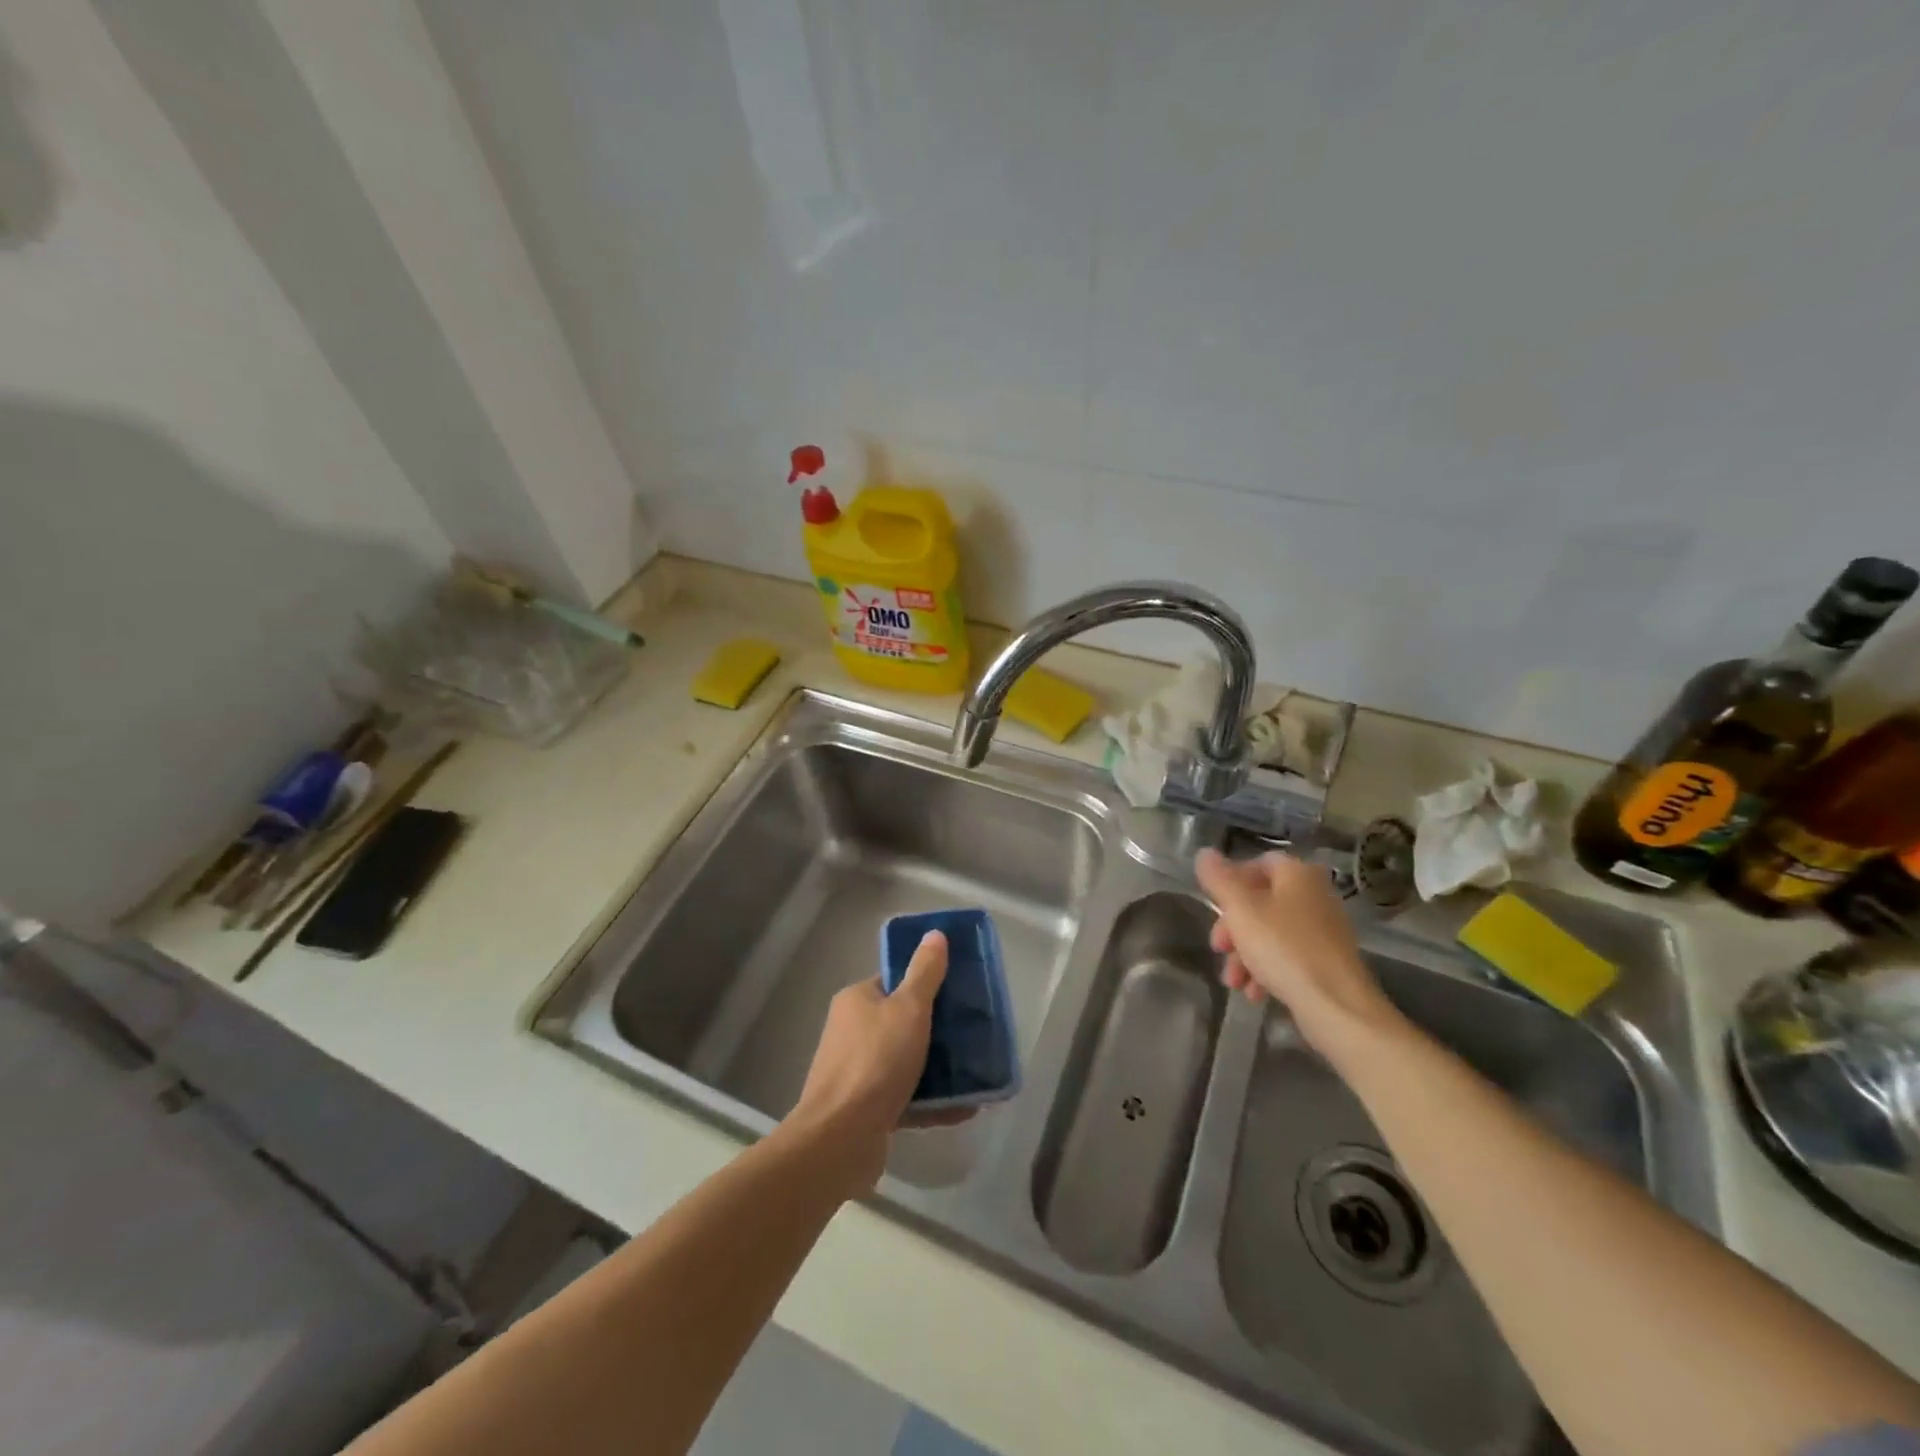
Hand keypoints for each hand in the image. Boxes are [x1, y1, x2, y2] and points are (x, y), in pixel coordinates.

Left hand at [786, 930, 961, 1192]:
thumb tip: (934, 933)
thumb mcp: (908, 1009)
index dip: (925, 983)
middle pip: (901, 1022)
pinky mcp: (864, 1110)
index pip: (893, 982)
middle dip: (936, 1029)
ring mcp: (856, 1073)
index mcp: (856, 1001)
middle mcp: (852, 1033)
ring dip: (937, 1068)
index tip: (957, 991)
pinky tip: (964, 1108)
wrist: (840, 1139)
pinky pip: (905, 1098)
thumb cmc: (876, 1062)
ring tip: (974, 1071)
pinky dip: (931, 1101)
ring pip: (905, 1062)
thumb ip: (925, 973)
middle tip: (971, 1032)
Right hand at [1194, 849, 1403, 1057]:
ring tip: (1234, 981)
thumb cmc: (1284, 948)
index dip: (1230, 881)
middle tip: (1219, 948)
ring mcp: (1324, 930)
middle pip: (1260, 901)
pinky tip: (1255, 992)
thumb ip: (1219, 880)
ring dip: (1245, 954)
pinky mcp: (1327, 961)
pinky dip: (1267, 969)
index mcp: (1297, 874)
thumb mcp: (1240, 910)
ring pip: (1271, 932)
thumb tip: (1204, 853)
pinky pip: (1288, 956)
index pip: (1258, 863)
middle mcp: (1314, 895)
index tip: (1213, 906)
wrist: (1338, 1007)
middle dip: (1233, 927)